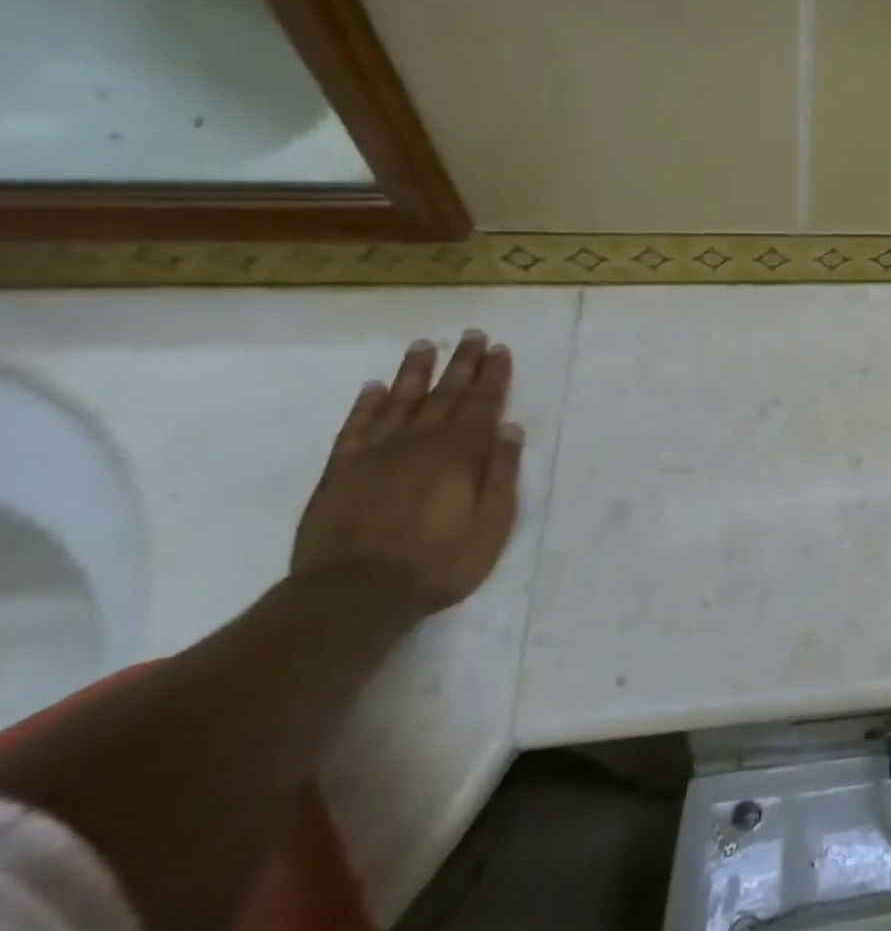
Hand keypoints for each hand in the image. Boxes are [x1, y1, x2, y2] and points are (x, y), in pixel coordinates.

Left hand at [292, 331, 523, 615]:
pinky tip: (375, 387)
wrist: (352, 595)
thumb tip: (509, 429)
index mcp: (459, 454)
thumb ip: (501, 474)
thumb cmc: (437, 563)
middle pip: (445, 394)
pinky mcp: (341, 470)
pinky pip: (356, 426)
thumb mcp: (491, 525)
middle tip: (472, 335)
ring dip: (416, 372)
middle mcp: (419, 442)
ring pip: (400, 401)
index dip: (492, 376)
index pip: (482, 404)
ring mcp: (376, 453)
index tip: (499, 349)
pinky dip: (366, 404)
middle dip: (462, 363)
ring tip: (426, 345)